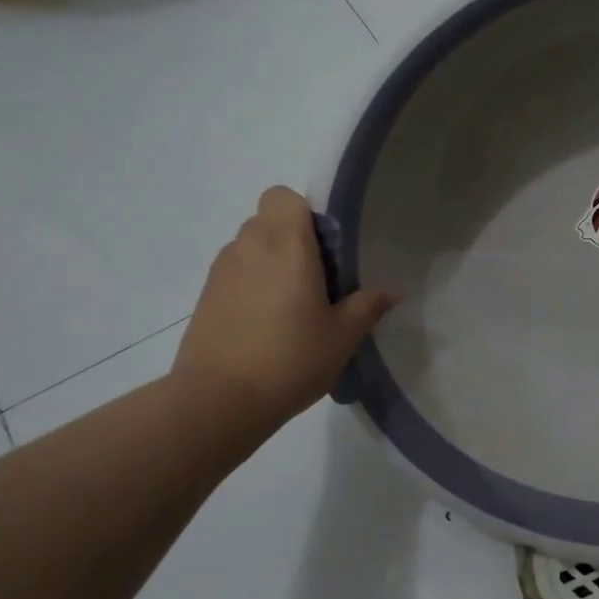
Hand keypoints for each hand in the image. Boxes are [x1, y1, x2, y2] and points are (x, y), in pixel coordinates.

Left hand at [172, 186, 398, 425]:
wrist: (218, 401)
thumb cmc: (290, 359)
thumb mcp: (342, 336)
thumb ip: (368, 306)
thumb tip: (392, 291)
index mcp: (285, 245)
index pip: (283, 196)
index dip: (305, 214)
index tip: (325, 249)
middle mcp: (249, 247)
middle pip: (268, 220)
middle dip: (292, 240)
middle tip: (316, 280)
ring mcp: (221, 272)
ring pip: (250, 247)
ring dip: (271, 262)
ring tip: (291, 306)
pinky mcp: (206, 297)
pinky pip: (235, 273)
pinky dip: (251, 285)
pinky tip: (265, 325)